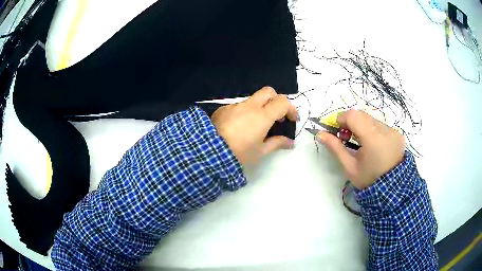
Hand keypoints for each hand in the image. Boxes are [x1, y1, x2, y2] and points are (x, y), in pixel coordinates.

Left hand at [211, 87, 297, 165]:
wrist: (209, 153)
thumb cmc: (239, 154)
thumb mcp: (260, 152)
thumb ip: (277, 143)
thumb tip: (290, 142)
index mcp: (262, 116)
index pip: (282, 102)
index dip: (291, 109)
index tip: (293, 119)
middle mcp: (249, 106)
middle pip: (268, 92)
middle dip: (276, 100)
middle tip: (277, 116)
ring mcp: (235, 106)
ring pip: (253, 99)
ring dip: (260, 107)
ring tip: (257, 126)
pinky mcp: (223, 109)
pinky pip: (238, 106)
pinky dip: (245, 113)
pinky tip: (240, 127)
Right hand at [317, 109, 404, 188]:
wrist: (391, 189)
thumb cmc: (368, 179)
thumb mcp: (349, 167)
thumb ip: (335, 148)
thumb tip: (320, 134)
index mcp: (373, 139)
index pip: (353, 115)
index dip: (341, 118)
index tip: (336, 130)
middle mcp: (385, 130)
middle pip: (362, 115)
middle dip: (351, 122)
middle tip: (346, 137)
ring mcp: (393, 130)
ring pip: (371, 119)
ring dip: (362, 125)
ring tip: (361, 142)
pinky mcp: (398, 133)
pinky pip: (381, 125)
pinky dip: (373, 130)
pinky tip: (373, 144)